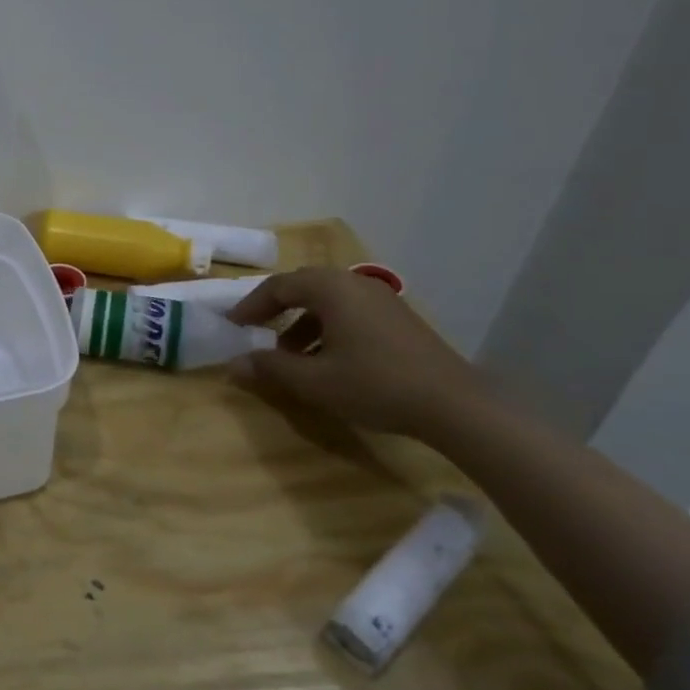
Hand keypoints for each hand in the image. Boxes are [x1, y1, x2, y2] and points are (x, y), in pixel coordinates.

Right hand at [227, 267, 488, 439]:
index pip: (278, 286)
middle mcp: (355, 284)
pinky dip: (327, 328)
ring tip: (289, 354)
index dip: (250, 305)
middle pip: (303, 286)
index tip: (233, 326)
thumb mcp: (314, 381)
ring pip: (328, 300)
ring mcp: (381, 299)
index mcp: (331, 289)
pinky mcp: (398, 319)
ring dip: (301, 322)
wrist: (456, 405)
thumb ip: (270, 368)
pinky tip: (326, 360)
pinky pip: (350, 312)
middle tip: (255, 331)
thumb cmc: (375, 385)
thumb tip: (233, 364)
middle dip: (275, 308)